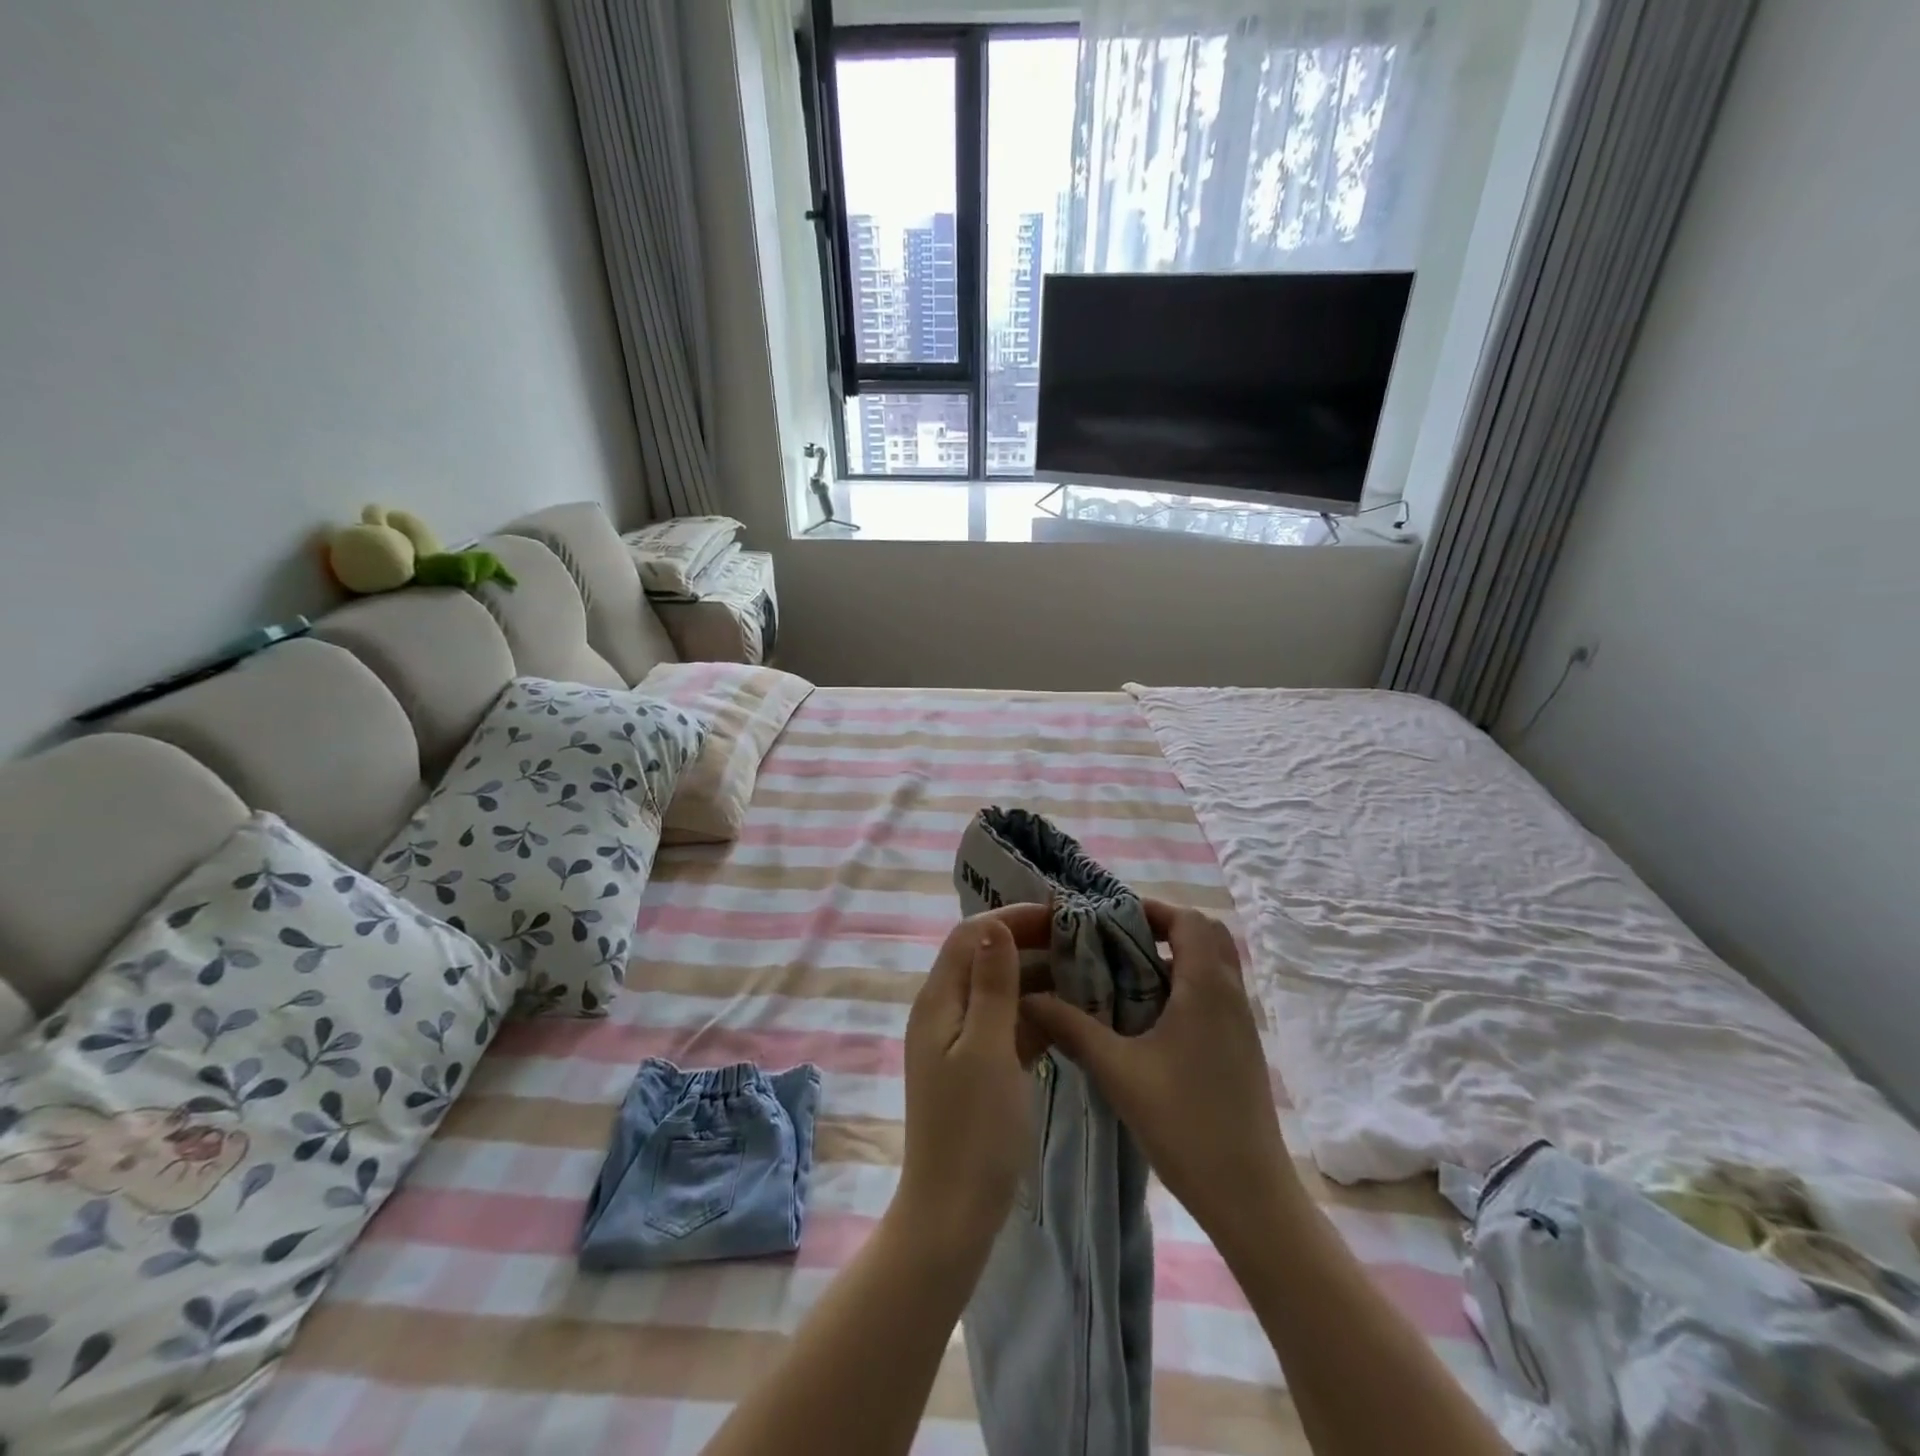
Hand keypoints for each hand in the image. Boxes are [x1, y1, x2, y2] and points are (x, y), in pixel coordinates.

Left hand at [895, 905, 1050, 1253]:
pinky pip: (1007, 1023)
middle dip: (1029, 942)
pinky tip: (1073, 1013)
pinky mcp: (978, 1065)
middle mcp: (944, 1011)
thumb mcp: (987, 1049)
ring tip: (1086, 970)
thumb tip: (995, 924)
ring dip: (1037, 976)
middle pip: (985, 957)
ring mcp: (960, 1040)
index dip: (1013, 918)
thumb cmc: (973, 1130)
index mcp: (938, 1000)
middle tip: (1082, 940)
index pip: (972, 935)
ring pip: (1000, 990)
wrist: (954, 1212)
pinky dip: (1036, 1012)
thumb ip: (992, 985)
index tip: (1061, 915)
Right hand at [1019, 899, 1299, 1251]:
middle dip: (1164, 928)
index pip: (1188, 920)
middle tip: (1118, 941)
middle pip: (1207, 935)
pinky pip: (1215, 994)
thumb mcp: (1118, 1072)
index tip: (1109, 918)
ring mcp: (1241, 1024)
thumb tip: (1027, 997)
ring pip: (1213, 966)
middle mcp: (1230, 995)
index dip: (1151, 909)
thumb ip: (1071, 1028)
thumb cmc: (1184, 1123)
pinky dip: (1185, 986)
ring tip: (1125, 974)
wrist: (1249, 1195)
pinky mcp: (1241, 1048)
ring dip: (1175, 957)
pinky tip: (1148, 1018)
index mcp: (1206, 988)